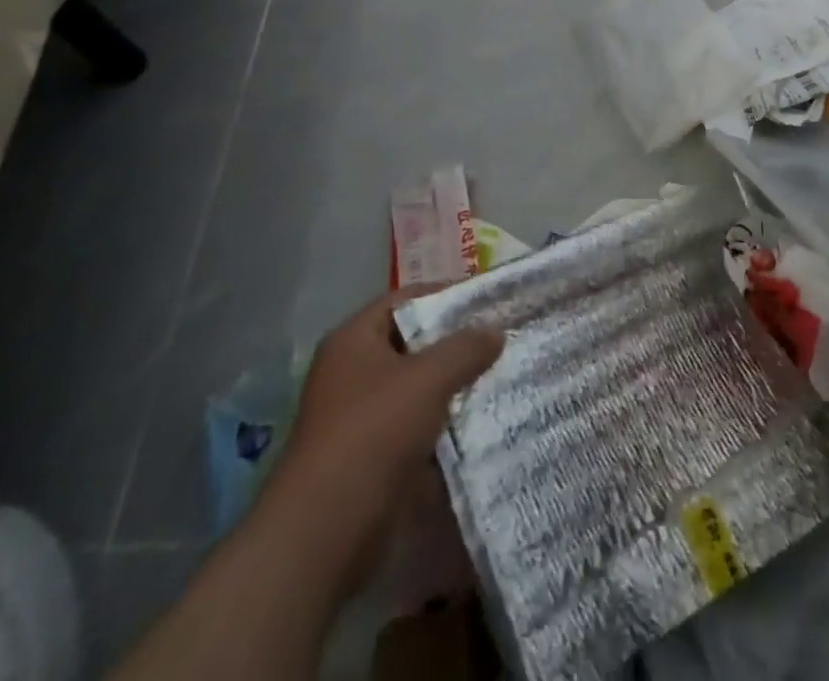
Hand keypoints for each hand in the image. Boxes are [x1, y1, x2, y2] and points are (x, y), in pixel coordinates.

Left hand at [256, 289, 502, 595]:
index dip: (447, 295)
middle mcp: (353, 372)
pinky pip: (418, 426)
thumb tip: (495, 332)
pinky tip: (483, 421)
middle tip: (503, 338)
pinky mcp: (373, 457)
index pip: (406, 300)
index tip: (489, 301)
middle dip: (457, 343)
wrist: (326, 533)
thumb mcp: (428, 378)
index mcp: (354, 340)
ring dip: (455, 386)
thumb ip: (466, 348)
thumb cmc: (373, 433)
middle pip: (414, 344)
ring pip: (418, 388)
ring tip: (502, 376)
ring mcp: (360, 417)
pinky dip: (446, 424)